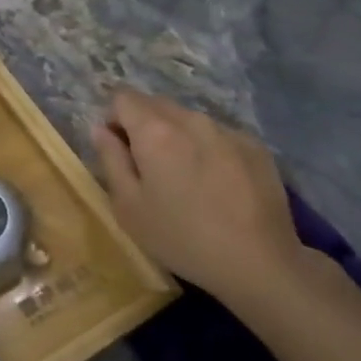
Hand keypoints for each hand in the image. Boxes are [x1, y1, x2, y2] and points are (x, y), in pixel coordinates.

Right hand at [91, 89, 304, 307]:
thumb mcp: (128, 206)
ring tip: (186, 178)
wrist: (259, 262)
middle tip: (148, 168)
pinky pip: (218, 135)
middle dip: (144, 126)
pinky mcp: (255, 146)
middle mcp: (191, 119)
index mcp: (155, 131)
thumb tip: (101, 129)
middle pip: (156, 104)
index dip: (114, 119)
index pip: (123, 97)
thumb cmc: (181, 237)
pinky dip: (208, 149)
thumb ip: (110, 159)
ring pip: (188, 119)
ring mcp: (227, 130)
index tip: (119, 151)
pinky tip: (217, 185)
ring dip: (177, 137)